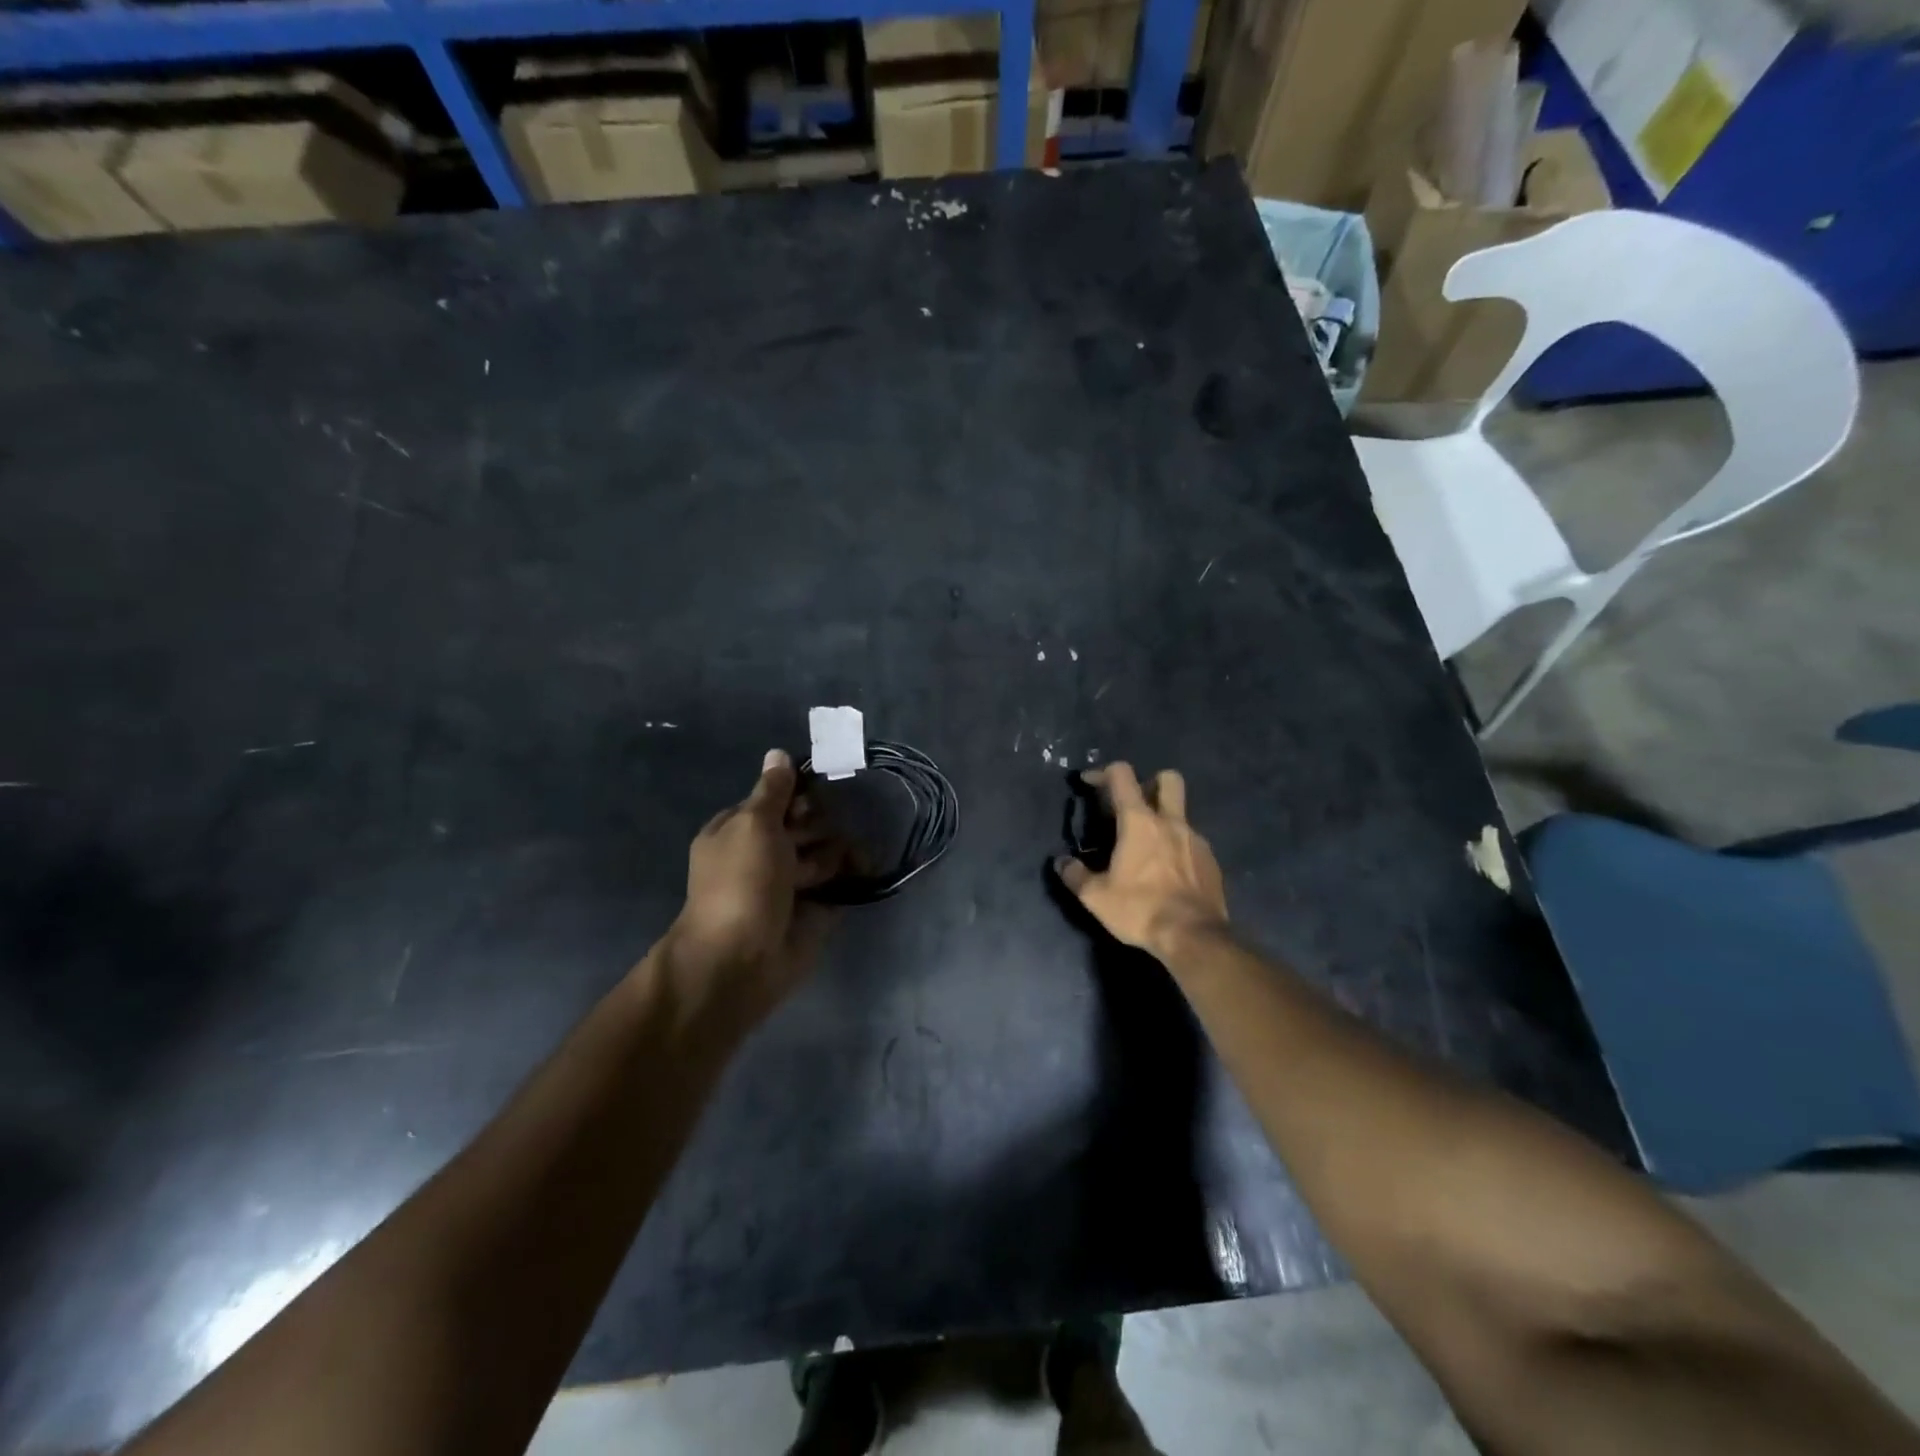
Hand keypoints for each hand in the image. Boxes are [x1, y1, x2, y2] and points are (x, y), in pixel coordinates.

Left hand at [663, 749, 847, 1015]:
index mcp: (739, 829)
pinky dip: (854, 875)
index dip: (797, 794)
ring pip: (826, 851)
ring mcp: (792, 883)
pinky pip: (841, 883)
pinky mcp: (817, 909)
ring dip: (834, 853)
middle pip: (805, 823)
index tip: (815, 792)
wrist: (741, 959)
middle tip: (814, 838)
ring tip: (828, 869)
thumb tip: (778, 753)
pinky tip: (867, 867)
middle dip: (818, 825)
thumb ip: (773, 791)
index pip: (776, 798)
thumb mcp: (753, 824)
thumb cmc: (742, 882)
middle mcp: (766, 853)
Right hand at [1054, 763, 1228, 961]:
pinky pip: (1192, 842)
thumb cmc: (1140, 910)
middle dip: (1149, 782)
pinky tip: (1168, 872)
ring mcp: (1196, 840)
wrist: (1194, 937)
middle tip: (1133, 805)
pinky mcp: (1211, 862)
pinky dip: (1178, 847)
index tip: (1090, 783)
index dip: (1103, 772)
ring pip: (1181, 813)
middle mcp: (1171, 822)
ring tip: (1147, 849)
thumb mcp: (1096, 897)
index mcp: (1140, 822)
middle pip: (1168, 779)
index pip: (1123, 776)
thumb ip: (1075, 875)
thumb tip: (1061, 862)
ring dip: (1163, 820)